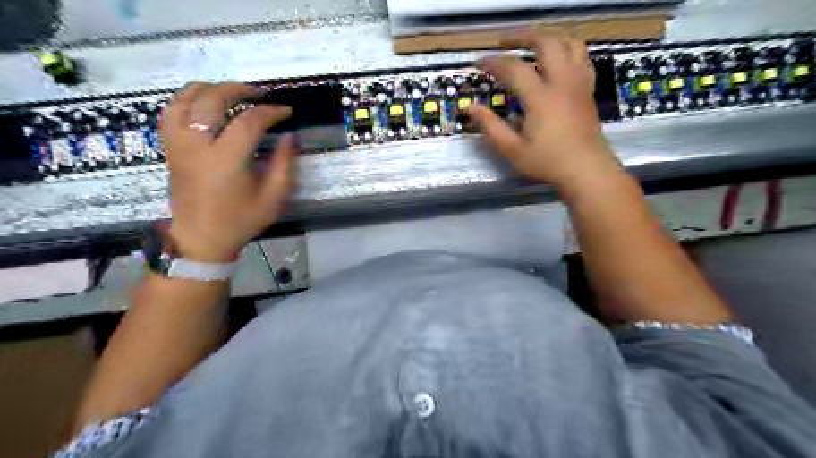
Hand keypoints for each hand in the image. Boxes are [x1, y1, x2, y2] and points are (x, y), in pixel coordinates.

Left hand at [161, 81, 297, 261]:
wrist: (201, 238)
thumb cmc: (241, 220)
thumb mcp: (273, 197)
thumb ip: (285, 164)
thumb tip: (290, 136)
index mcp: (226, 160)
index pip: (249, 121)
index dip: (271, 112)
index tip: (286, 111)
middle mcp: (198, 145)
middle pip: (213, 99)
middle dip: (239, 90)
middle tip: (261, 94)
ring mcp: (179, 144)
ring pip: (186, 99)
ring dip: (211, 88)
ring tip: (232, 91)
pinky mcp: (170, 148)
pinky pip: (171, 111)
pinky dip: (187, 99)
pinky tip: (203, 102)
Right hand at [468, 31, 622, 193]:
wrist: (586, 170)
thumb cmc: (547, 162)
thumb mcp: (512, 149)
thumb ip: (490, 127)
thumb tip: (471, 107)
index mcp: (541, 97)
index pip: (514, 68)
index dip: (494, 62)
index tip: (479, 63)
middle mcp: (562, 82)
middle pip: (546, 42)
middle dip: (523, 36)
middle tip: (504, 41)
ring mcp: (579, 83)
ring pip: (570, 43)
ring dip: (549, 37)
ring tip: (532, 44)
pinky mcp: (588, 89)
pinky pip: (582, 57)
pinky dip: (568, 50)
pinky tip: (557, 59)